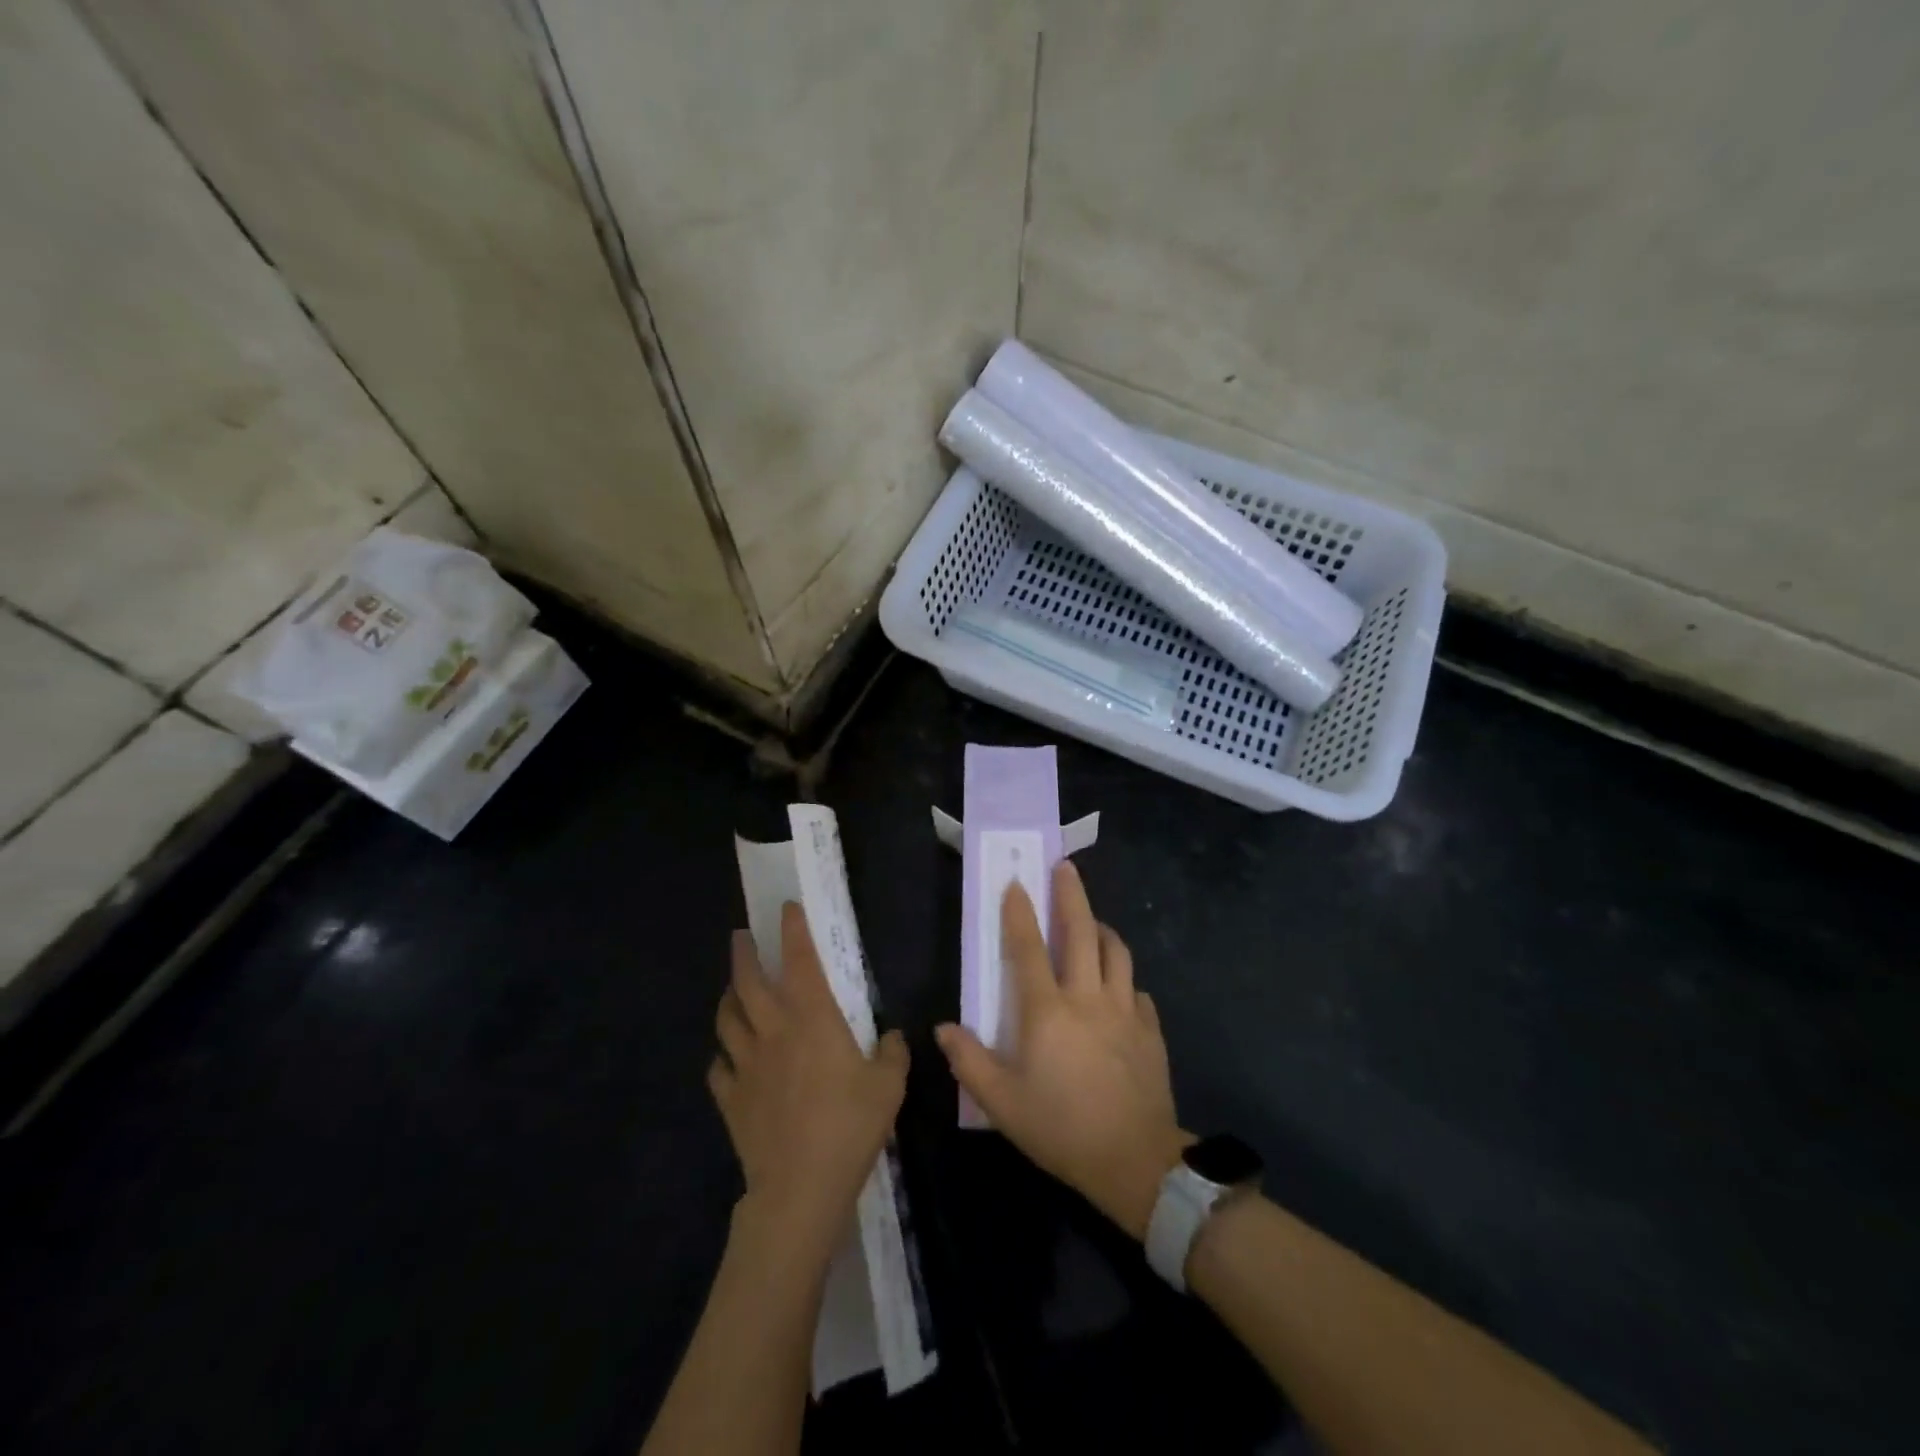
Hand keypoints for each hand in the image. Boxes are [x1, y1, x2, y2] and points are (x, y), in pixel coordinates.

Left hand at [708, 903, 907, 1258]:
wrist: (800, 1186)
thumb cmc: (850, 1125)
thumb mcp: (889, 1086)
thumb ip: (893, 1053)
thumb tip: (894, 1036)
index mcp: (812, 1018)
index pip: (799, 960)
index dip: (793, 930)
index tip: (786, 908)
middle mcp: (773, 1031)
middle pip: (747, 982)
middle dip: (743, 954)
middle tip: (741, 937)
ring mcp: (746, 1065)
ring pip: (726, 1020)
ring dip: (727, 998)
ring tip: (731, 990)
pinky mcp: (731, 1099)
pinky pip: (719, 1068)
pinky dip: (721, 1056)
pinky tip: (726, 1058)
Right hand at [935, 860, 1191, 1241]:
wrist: (1136, 1161)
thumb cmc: (1061, 1129)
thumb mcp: (1002, 1104)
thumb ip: (970, 1061)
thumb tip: (945, 1028)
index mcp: (1047, 1011)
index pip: (1029, 948)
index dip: (1020, 913)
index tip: (1016, 882)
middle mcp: (1088, 998)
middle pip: (1081, 932)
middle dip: (1072, 895)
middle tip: (1066, 867)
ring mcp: (1124, 1010)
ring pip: (1116, 952)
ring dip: (1102, 929)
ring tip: (1092, 922)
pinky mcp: (1150, 1029)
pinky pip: (1136, 989)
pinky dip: (1123, 978)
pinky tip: (1118, 987)